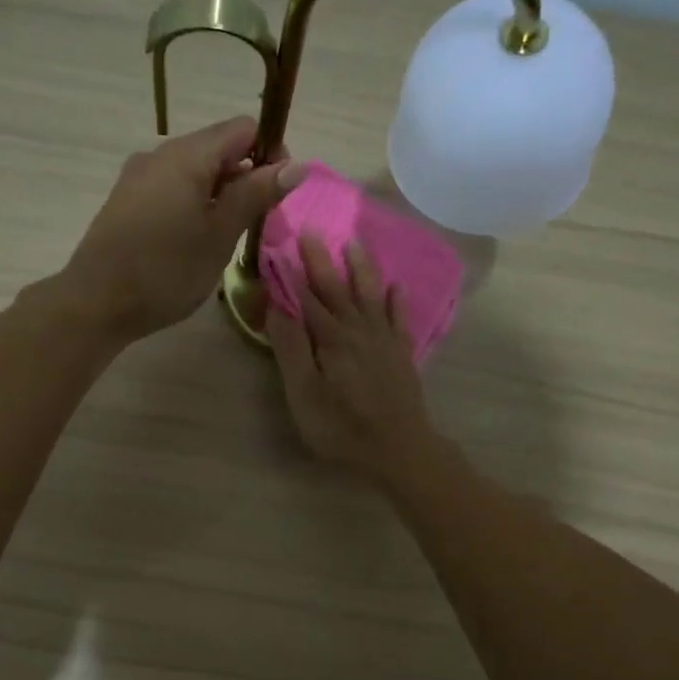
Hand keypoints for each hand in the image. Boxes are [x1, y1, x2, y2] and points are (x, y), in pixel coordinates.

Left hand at [62, 117, 303, 341]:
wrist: (96, 302)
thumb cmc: (166, 270)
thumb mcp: (220, 234)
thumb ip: (256, 195)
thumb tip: (297, 165)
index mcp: (187, 154)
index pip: (243, 129)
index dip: (269, 154)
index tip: (277, 195)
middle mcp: (160, 153)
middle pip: (218, 148)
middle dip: (245, 178)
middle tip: (254, 224)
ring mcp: (138, 176)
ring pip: (194, 171)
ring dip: (220, 194)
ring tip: (225, 238)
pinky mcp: (126, 200)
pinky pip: (172, 188)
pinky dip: (193, 204)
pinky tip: (193, 240)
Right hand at [268, 236, 437, 480]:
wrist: (399, 449)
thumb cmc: (342, 427)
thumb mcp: (304, 393)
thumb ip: (290, 348)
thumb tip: (277, 307)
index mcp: (330, 338)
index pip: (306, 298)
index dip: (291, 274)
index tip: (280, 245)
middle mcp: (358, 330)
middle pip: (337, 289)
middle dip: (322, 261)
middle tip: (312, 230)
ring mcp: (383, 341)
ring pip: (370, 295)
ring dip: (361, 269)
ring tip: (355, 243)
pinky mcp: (401, 355)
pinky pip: (400, 319)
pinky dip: (398, 301)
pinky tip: (399, 287)